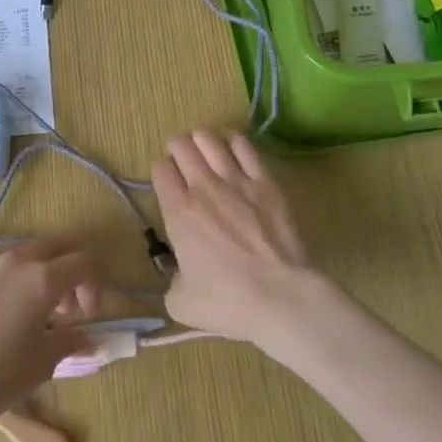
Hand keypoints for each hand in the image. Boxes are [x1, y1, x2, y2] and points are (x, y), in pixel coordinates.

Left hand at [0, 239, 100, 436]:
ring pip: (17, 256)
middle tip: (62, 307)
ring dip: (31, 276)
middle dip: (64, 271)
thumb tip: (85, 337)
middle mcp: (12, 261)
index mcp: (41, 278)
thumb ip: (69, 340)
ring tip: (23, 313)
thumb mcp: (43, 363)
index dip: (93, 286)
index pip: (83, 263)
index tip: (87, 315)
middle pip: (51, 247)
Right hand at [152, 129, 323, 346]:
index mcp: (178, 211)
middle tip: (184, 164)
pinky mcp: (265, 181)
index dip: (161, 172)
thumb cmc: (228, 302)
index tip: (168, 184)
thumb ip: (171, 281)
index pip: (160, 169)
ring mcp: (236, 180)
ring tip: (206, 152)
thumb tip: (179, 272)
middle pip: (181, 145)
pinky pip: (244, 146)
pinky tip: (233, 149)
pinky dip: (233, 142)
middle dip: (177, 150)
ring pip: (209, 138)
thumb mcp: (181, 303)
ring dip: (202, 141)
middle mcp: (203, 187)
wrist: (281, 297)